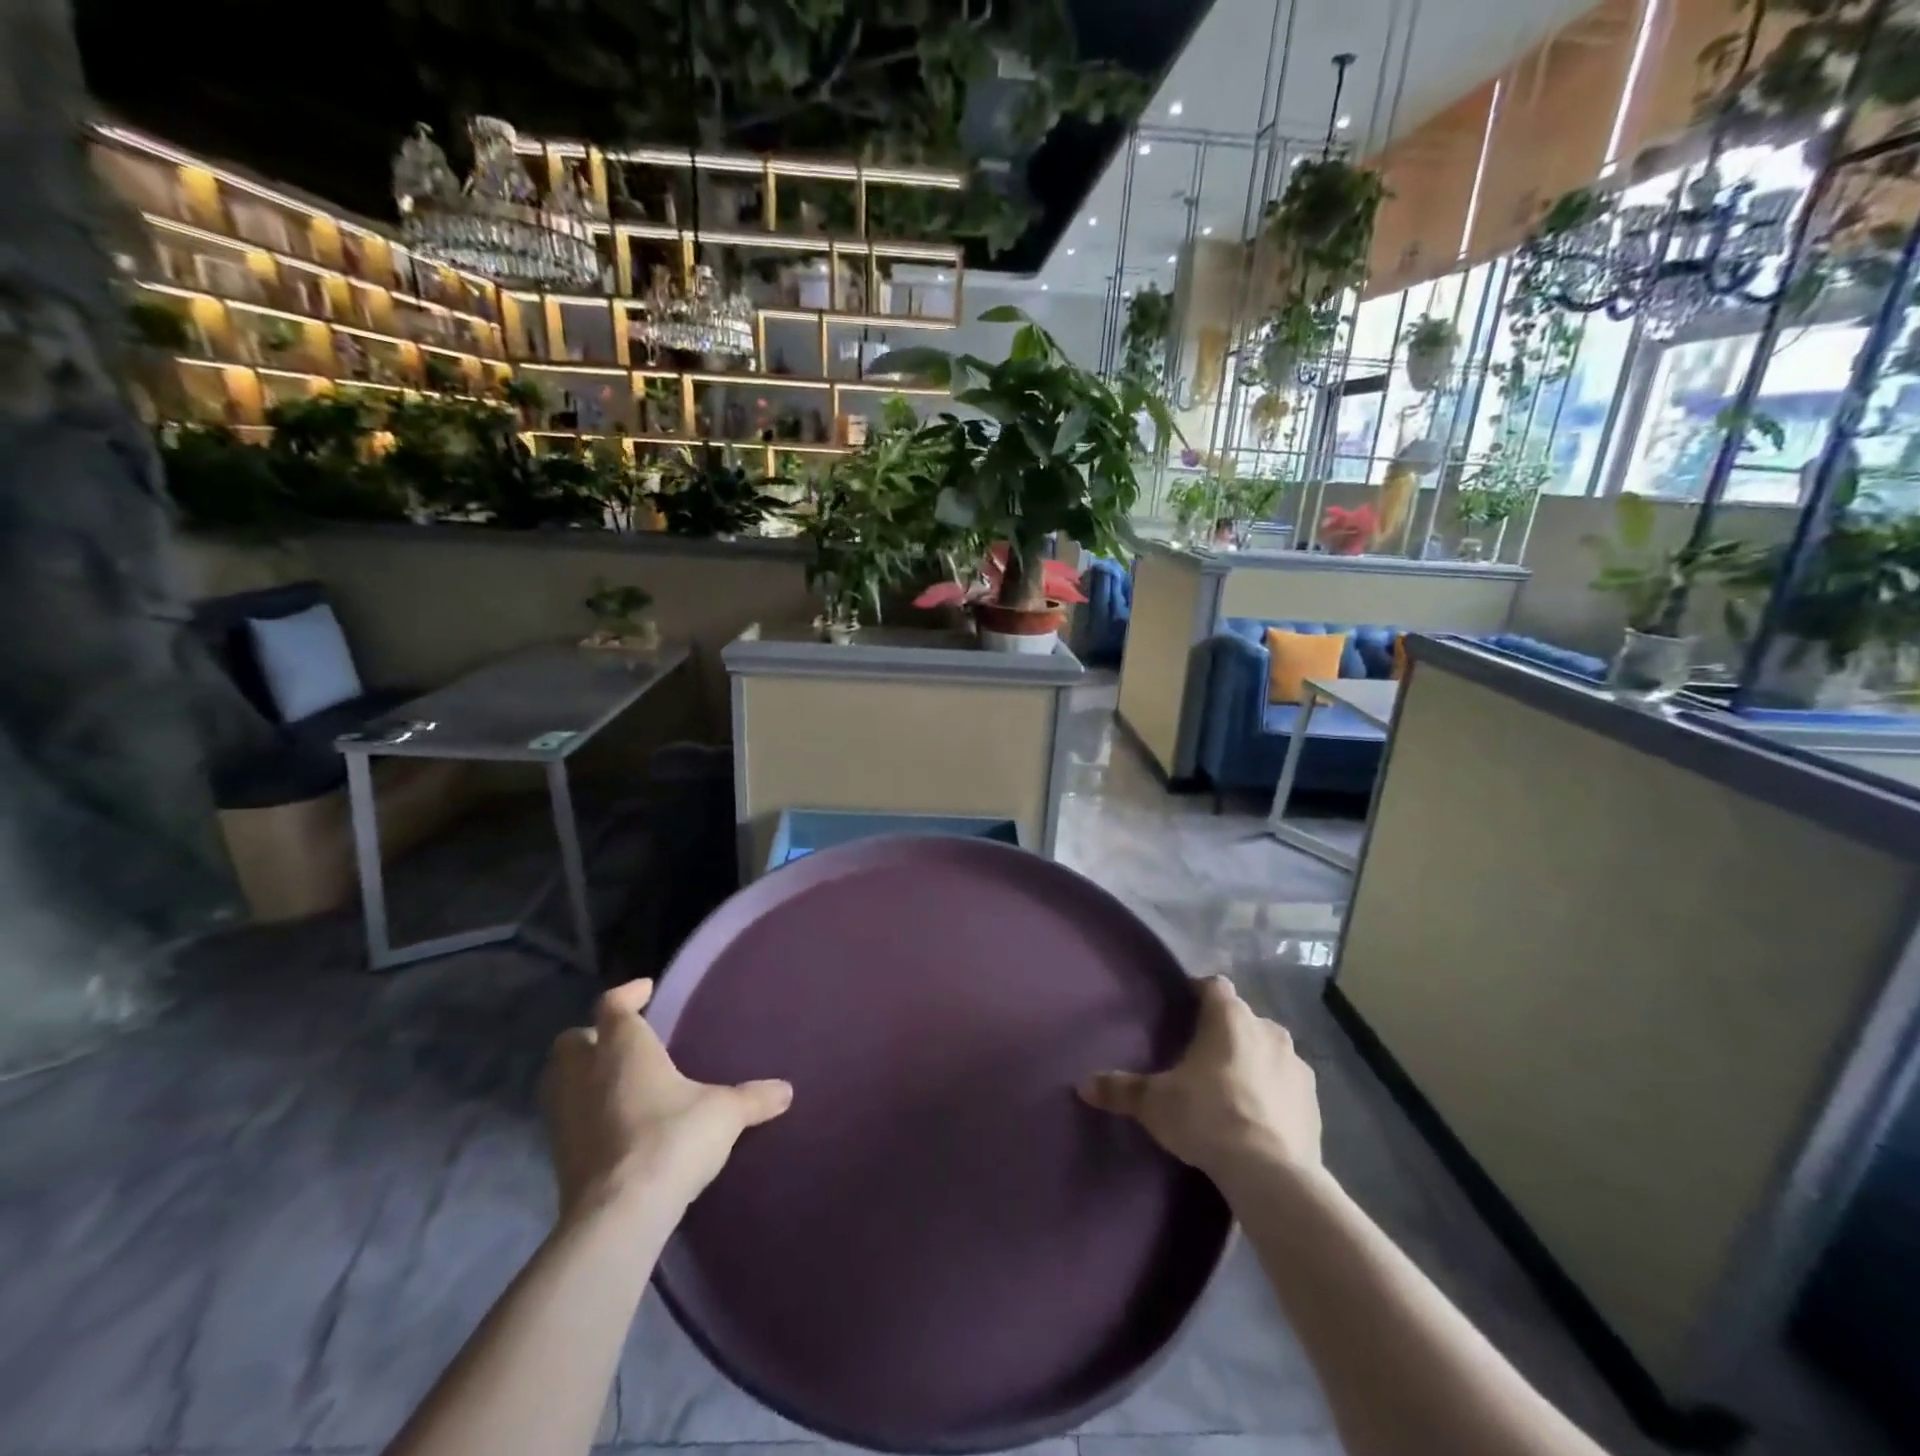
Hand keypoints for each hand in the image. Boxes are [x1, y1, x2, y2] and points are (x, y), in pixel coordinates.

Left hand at [542, 979, 792, 1222]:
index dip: (628, 993)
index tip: (645, 990)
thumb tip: (786, 1090)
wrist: (619, 1214)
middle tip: (623, 1040)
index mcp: (623, 1047)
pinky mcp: (558, 1157)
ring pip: (560, 1081)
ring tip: (616, 1082)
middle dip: (592, 1036)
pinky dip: (584, 1114)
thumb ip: (753, 1098)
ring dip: (582, 1076)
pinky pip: (566, 1120)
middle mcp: (585, 1073)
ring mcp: (564, 1117)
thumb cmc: (672, 1138)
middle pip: (572, 1041)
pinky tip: (614, 1125)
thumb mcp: (724, 1113)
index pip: (613, 1004)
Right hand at [1080, 975, 1320, 1179]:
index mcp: (1229, 1017)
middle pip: (1242, 1019)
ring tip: (1230, 1090)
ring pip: (1268, 1051)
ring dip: (1253, 1062)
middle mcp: (1267, 1030)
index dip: (1198, 993)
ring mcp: (1297, 1065)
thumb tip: (1083, 1085)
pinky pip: (1287, 1086)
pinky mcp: (1314, 1102)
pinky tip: (1257, 1120)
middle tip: (1200, 1058)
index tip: (1182, 1010)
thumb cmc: (1206, 1117)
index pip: (1213, 986)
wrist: (1271, 1174)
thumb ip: (1121, 1089)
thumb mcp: (1154, 1103)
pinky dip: (1273, 1094)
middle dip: (1224, 1033)